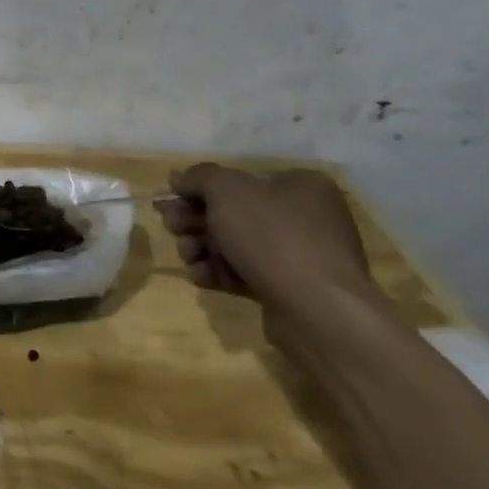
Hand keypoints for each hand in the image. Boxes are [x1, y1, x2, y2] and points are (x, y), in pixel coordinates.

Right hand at [159, 164, 379, 332]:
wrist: (318, 311)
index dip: (199, 189)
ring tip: (186, 255)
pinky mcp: (289, 289)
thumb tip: (179, 177)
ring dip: (201, 247)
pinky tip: (200, 276)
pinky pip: (246, 272)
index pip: (238, 179)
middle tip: (171, 227)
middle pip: (233, 212)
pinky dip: (219, 272)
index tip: (171, 200)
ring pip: (235, 244)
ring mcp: (299, 256)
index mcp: (299, 186)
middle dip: (195, 220)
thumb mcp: (227, 191)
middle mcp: (304, 217)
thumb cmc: (273, 237)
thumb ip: (199, 177)